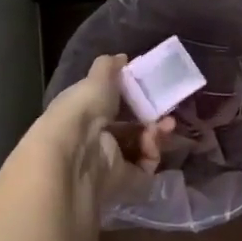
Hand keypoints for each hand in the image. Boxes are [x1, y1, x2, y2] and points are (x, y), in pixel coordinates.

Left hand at [36, 55, 173, 208]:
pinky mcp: (124, 182)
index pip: (113, 105)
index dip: (134, 98)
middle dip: (152, 118)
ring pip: (141, 147)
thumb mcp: (96, 79)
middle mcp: (97, 138)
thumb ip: (109, 67)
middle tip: (168, 110)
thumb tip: (121, 57)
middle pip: (132, 128)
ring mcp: (110, 162)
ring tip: (166, 125)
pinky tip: (153, 141)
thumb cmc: (82, 109)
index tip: (152, 89)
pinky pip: (145, 167)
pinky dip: (152, 153)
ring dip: (157, 134)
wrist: (74, 151)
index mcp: (86, 113)